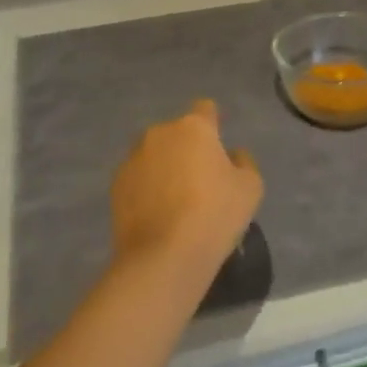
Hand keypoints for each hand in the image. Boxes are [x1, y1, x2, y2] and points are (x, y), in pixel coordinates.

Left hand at [110, 99, 263, 287]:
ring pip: (155, 154)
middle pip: (178, 133)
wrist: (163, 257)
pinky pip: (138, 178)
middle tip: (200, 180)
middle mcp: (159, 134)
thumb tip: (232, 154)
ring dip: (165, 167)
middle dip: (187, 149)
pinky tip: (157, 215)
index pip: (205, 109)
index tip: (218, 145)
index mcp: (194, 128)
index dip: (214, 124)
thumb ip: (244, 162)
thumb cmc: (214, 215)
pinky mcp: (115, 185)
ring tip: (176, 201)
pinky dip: (147, 188)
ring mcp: (133, 158)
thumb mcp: (250, 188)